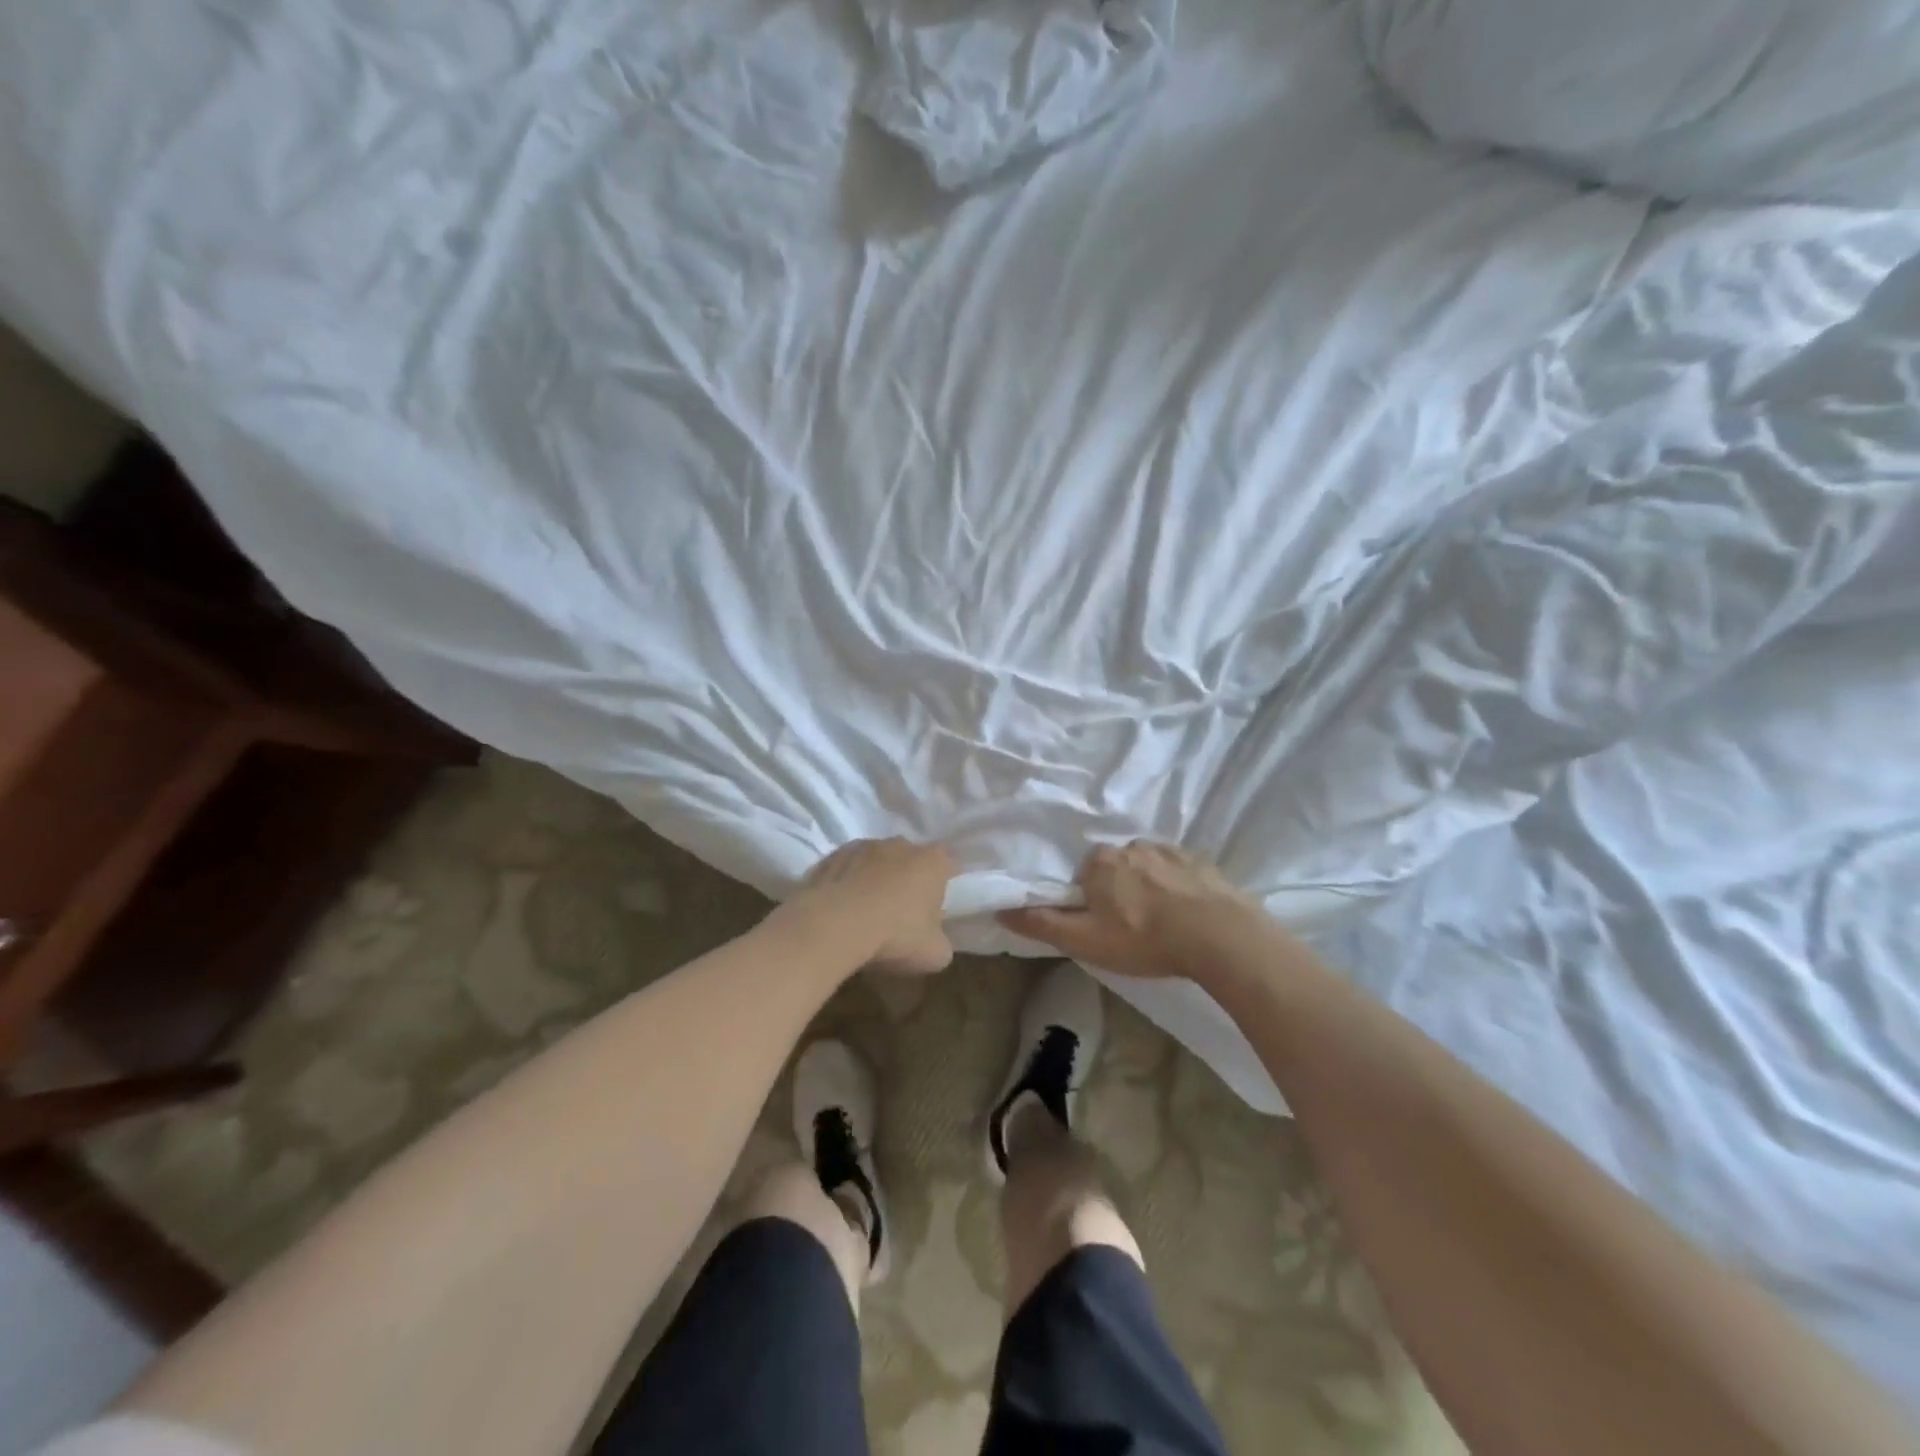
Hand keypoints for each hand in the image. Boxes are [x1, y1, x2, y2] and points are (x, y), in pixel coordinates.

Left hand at [795, 838, 956, 975]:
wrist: (834, 926)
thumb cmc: (895, 936)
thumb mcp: (934, 954)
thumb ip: (941, 941)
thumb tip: (935, 940)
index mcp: (932, 862)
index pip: (949, 862)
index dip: (946, 881)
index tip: (939, 903)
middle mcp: (900, 845)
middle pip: (911, 859)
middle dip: (909, 878)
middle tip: (903, 911)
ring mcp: (863, 846)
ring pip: (876, 861)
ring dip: (876, 878)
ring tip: (867, 911)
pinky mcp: (831, 856)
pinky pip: (847, 869)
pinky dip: (847, 883)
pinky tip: (841, 909)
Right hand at [999, 841, 1260, 978]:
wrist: (1218, 935)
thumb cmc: (1143, 939)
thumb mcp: (1085, 941)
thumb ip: (1042, 924)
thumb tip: (1000, 910)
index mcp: (1099, 862)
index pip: (1084, 875)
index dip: (1089, 900)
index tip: (1102, 924)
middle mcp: (1130, 846)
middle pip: (1114, 867)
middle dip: (1118, 891)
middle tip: (1132, 926)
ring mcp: (1168, 850)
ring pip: (1147, 866)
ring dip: (1148, 886)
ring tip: (1162, 921)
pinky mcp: (1200, 860)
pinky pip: (1178, 870)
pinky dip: (1177, 885)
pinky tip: (1187, 911)